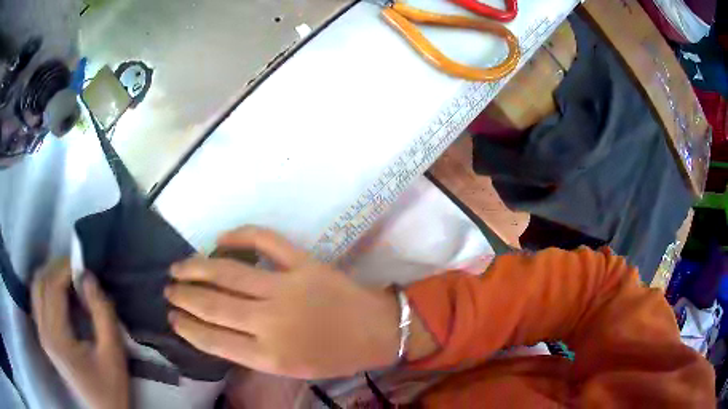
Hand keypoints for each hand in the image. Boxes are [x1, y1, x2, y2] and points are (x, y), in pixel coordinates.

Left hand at [31, 260, 128, 408]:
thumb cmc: (110, 387)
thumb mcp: (113, 353)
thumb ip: (102, 313)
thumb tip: (88, 277)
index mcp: (57, 337)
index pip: (53, 287)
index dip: (66, 268)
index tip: (83, 263)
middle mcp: (43, 332)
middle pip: (39, 283)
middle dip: (56, 268)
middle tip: (76, 268)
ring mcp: (42, 335)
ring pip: (36, 289)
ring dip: (50, 276)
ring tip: (69, 278)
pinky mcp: (44, 338)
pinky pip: (38, 301)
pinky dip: (47, 289)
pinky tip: (61, 294)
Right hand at [165, 227, 400, 378]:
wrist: (377, 331)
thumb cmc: (334, 356)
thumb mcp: (291, 369)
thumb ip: (252, 353)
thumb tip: (215, 329)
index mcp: (270, 356)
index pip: (213, 340)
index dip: (187, 328)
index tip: (172, 318)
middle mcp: (271, 322)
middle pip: (213, 305)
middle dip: (184, 297)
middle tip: (168, 290)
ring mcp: (287, 288)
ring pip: (227, 272)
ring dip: (196, 268)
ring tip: (178, 268)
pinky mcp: (304, 263)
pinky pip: (265, 241)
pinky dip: (239, 235)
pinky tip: (220, 239)